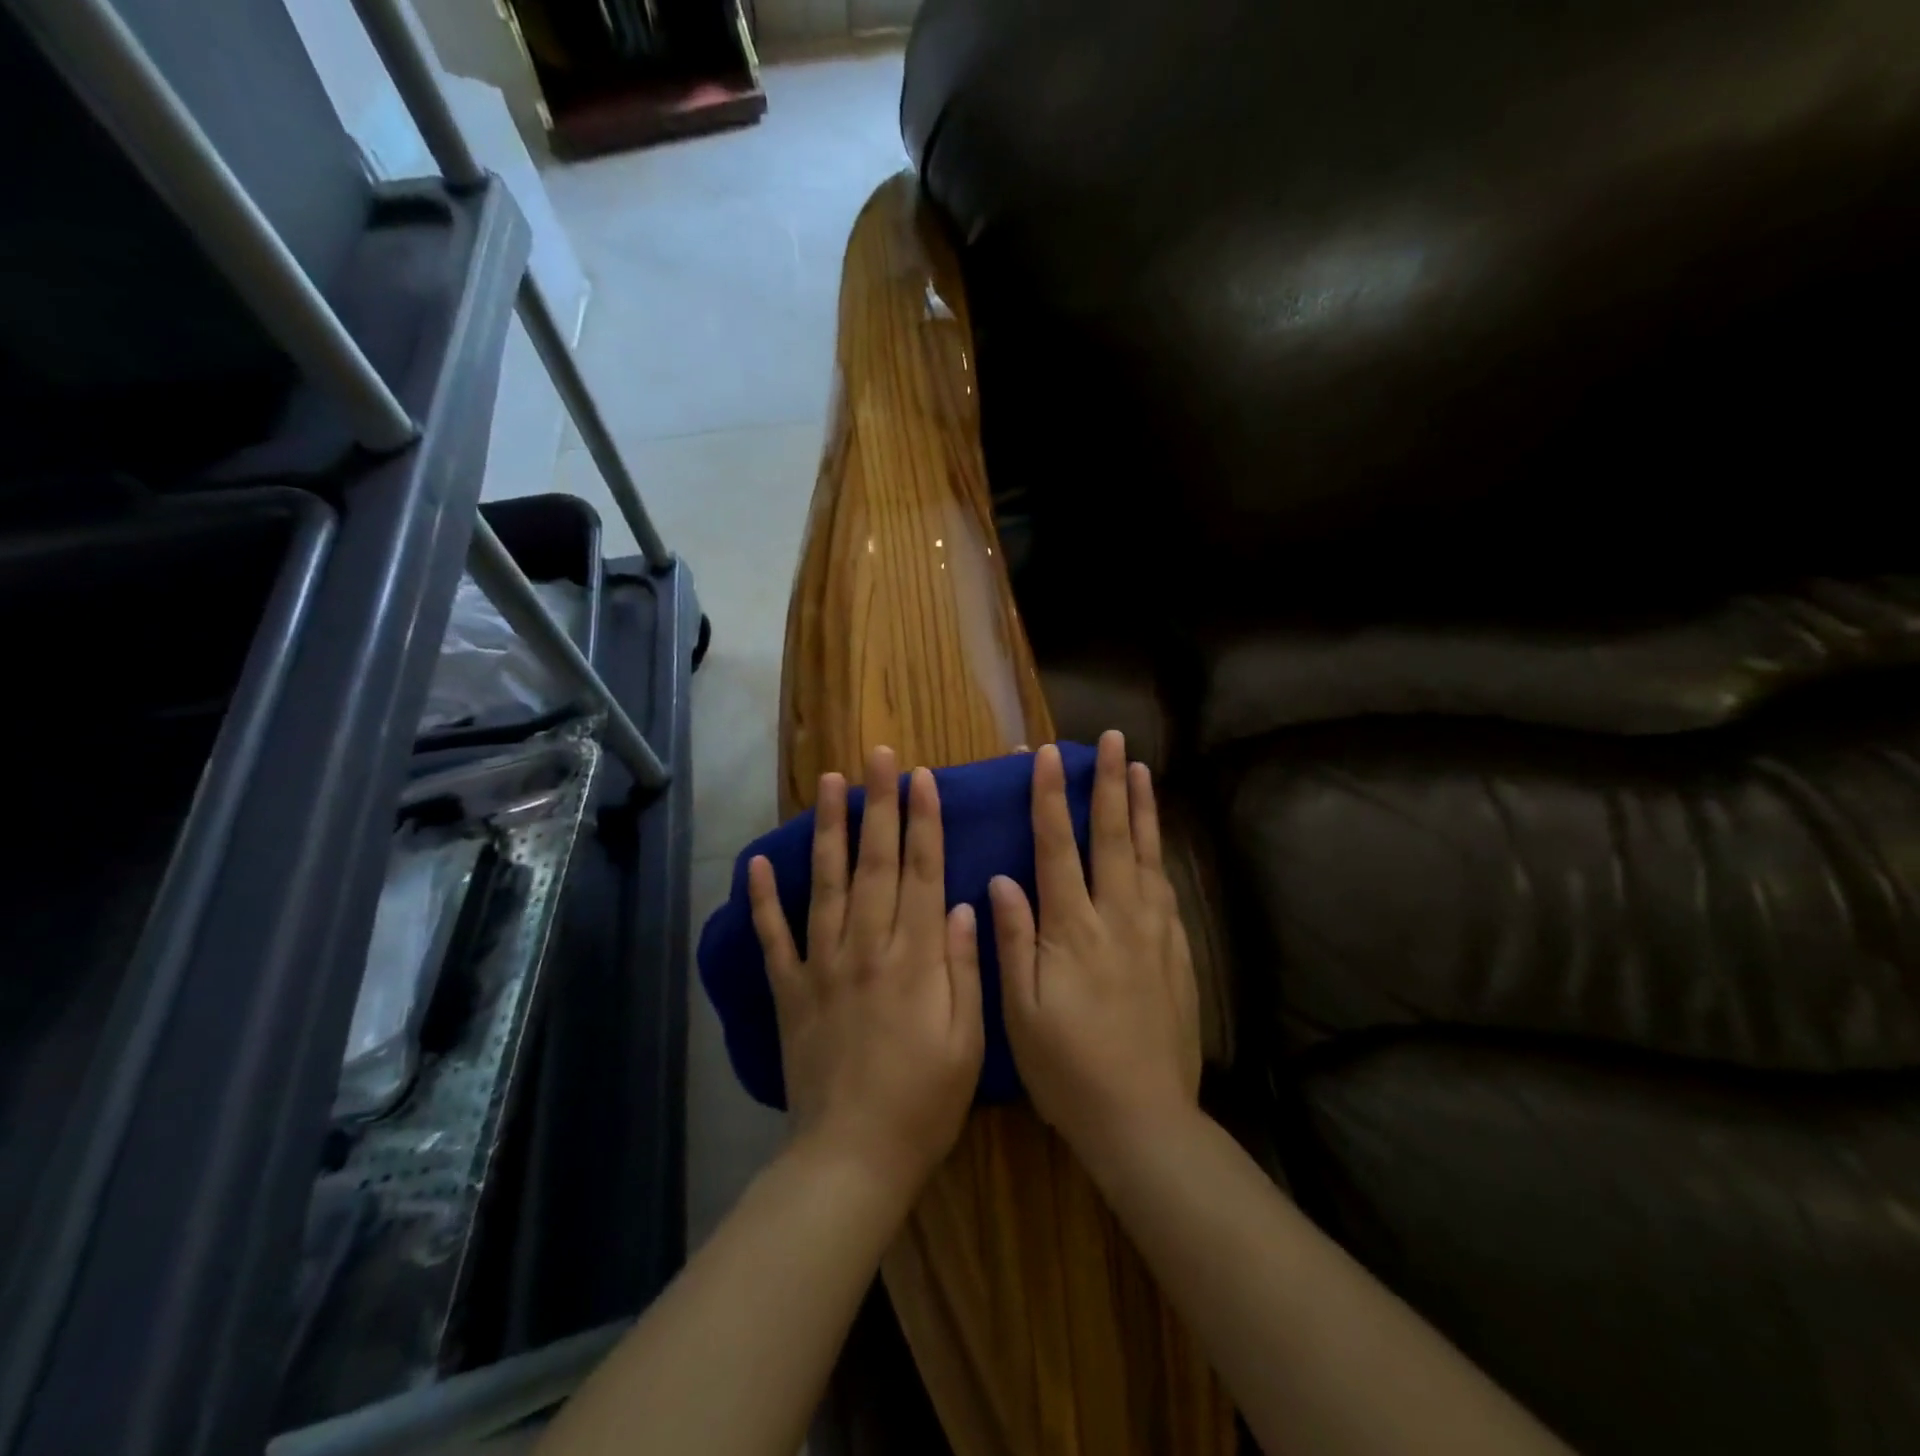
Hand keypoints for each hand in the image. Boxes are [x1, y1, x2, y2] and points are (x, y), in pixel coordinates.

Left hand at [748, 746, 984, 1201]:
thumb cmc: (926, 1100)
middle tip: (877, 757)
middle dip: (878, 805)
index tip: (922, 778)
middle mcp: (866, 948)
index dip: (923, 821)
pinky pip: (774, 938)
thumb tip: (960, 902)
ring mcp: (822, 966)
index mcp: (914, 958)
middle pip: (874, 863)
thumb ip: (964, 966)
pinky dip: (762, 900)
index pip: (921, 873)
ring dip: (827, 831)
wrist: (853, 1157)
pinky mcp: (790, 991)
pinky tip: (756, 864)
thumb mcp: (968, 1039)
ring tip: (829, 783)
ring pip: (825, 884)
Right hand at [991, 732, 1202, 1168]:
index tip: (1046, 756)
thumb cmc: (1068, 1069)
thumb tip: (1002, 880)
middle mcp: (1117, 919)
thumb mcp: (1021, 1012)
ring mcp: (1153, 934)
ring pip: (1146, 856)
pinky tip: (1156, 843)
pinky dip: (1158, 856)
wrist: (1143, 1118)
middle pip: (1112, 838)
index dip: (1049, 798)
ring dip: (1141, 809)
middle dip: (1109, 785)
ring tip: (1141, 770)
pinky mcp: (1176, 954)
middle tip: (1113, 740)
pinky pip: (1166, 891)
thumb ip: (1013, 940)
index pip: (1058, 849)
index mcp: (1072, 930)